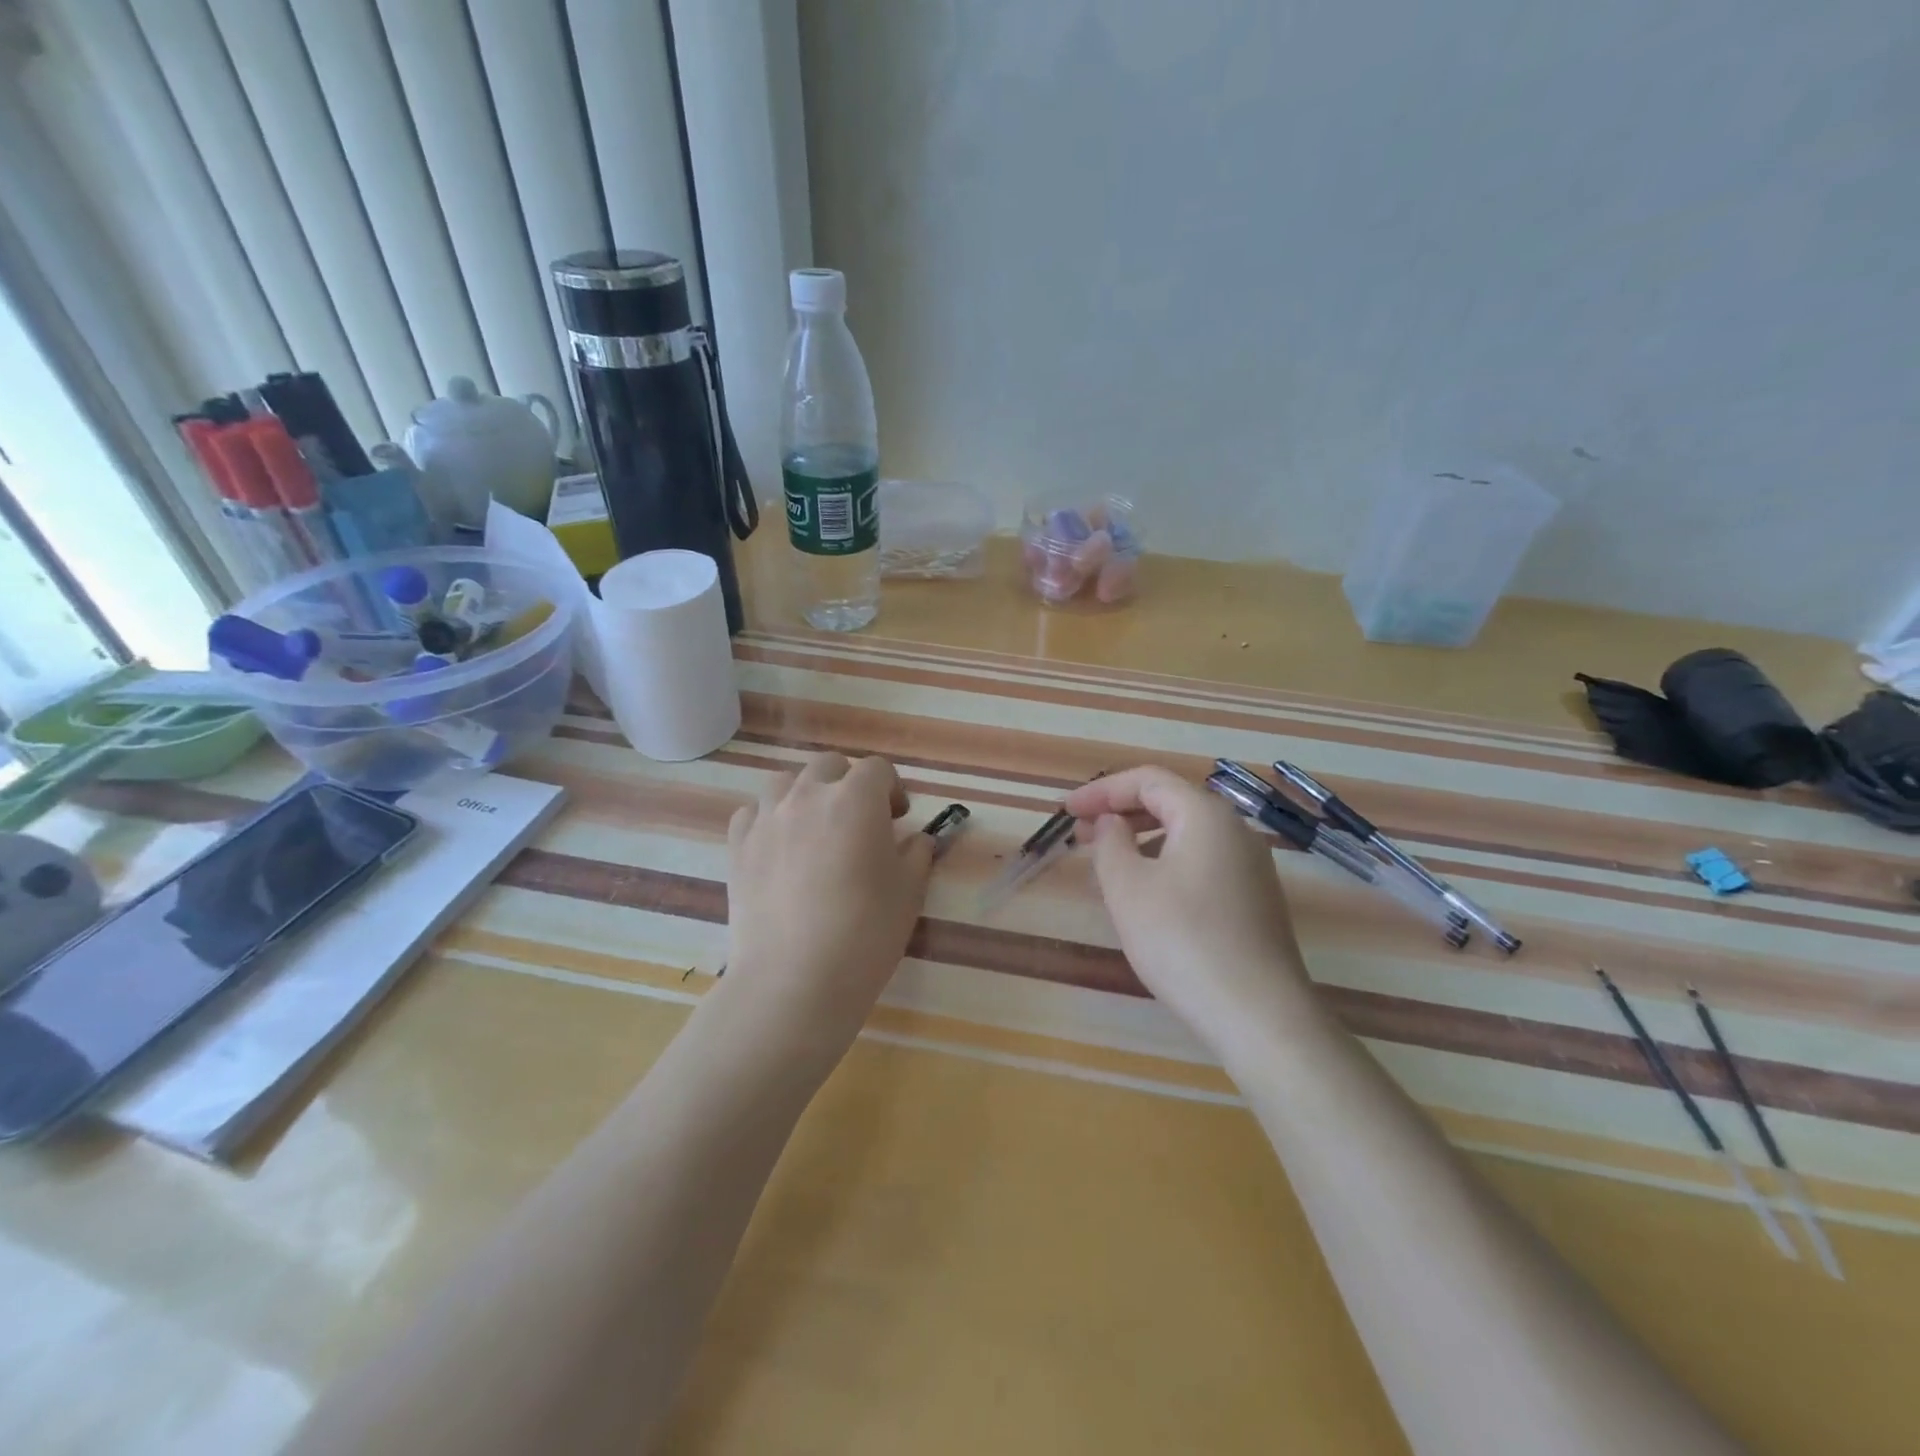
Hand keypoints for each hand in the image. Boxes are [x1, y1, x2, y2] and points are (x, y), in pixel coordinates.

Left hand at [723, 753, 933, 1053]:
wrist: (795, 979)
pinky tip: (778, 847)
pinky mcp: (737, 847)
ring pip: (785, 782)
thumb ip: (917, 853)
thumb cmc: (866, 932)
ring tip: (814, 828)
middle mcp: (808, 796)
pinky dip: (768, 819)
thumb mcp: (910, 891)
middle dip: (849, 783)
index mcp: (856, 799)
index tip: (898, 819)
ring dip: (805, 794)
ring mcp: (766, 819)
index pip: (878, 769)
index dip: (893, 789)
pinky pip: (752, 813)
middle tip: (860, 821)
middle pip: (829, 766)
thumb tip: (915, 840)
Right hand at [1065, 766, 1310, 1038]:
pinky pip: (1201, 862)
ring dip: (1142, 839)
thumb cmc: (1183, 941)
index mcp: (1205, 816)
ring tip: (1108, 865)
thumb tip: (1112, 823)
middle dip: (1120, 812)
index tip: (1065, 811)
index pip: (1147, 781)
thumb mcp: (1128, 888)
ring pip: (1186, 834)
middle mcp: (1235, 831)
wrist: (1259, 1015)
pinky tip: (1146, 895)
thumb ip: (1110, 844)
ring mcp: (1250, 866)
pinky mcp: (1254, 899)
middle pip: (1170, 802)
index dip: (1101, 791)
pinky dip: (1166, 862)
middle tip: (1081, 835)